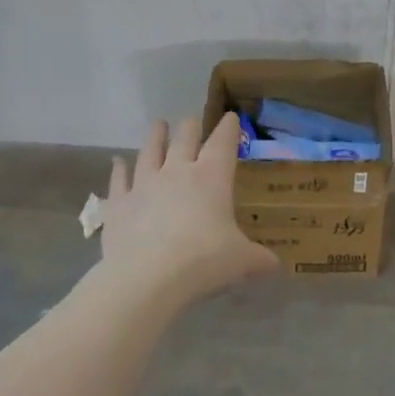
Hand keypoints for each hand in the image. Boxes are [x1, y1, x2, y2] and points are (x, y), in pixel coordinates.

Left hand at [98, 113, 277, 304]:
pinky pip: (118, 180)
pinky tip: (117, 162)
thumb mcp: (241, 261)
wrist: (146, 278)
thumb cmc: (202, 261)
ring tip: (158, 125)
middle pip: (185, 138)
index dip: (228, 128)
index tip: (231, 117)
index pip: (222, 143)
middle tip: (192, 121)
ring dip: (155, 136)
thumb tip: (277, 266)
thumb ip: (259, 259)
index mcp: (211, 178)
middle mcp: (177, 172)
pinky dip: (118, 170)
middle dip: (191, 127)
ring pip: (150, 151)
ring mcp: (144, 185)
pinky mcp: (119, 204)